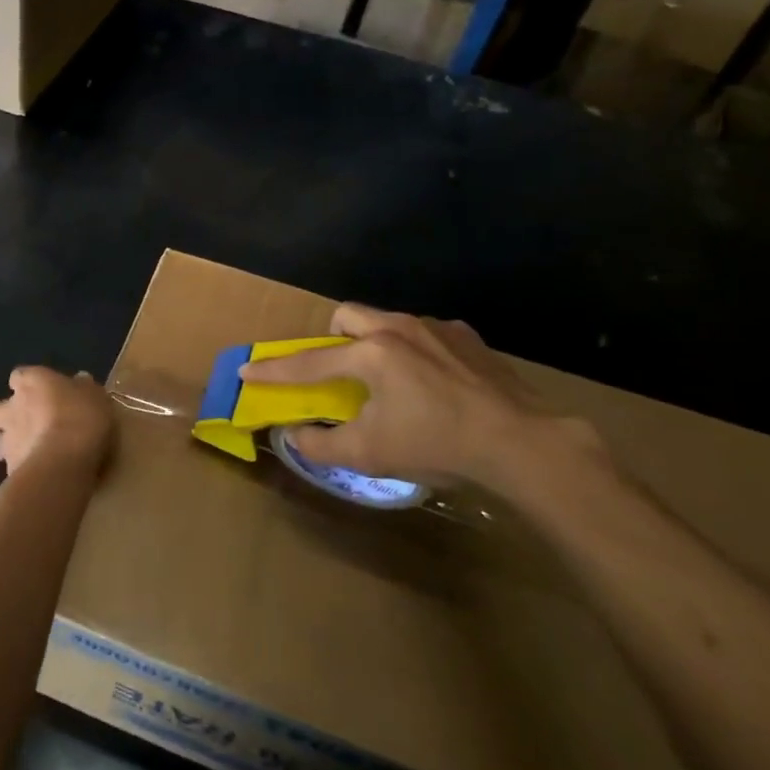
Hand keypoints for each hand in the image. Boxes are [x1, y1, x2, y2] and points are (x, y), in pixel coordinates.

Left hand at [0, 367, 111, 477]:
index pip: (19, 376)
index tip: (38, 390)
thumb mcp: (95, 396)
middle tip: (17, 424)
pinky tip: (36, 475)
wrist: (65, 461)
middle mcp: (13, 408)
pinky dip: (20, 470)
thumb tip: (79, 380)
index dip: (26, 383)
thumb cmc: (82, 417)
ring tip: (24, 452)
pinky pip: (10, 468)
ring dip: (4, 446)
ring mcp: (8, 440)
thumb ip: (84, 388)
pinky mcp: (10, 469)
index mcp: (32, 382)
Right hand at [239, 304, 606, 499]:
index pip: (309, 362)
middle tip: (340, 371)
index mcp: (370, 354)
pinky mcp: (469, 338)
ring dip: (376, 344)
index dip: (274, 370)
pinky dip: (416, 352)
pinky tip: (434, 384)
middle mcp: (398, 329)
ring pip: (388, 321)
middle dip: (333, 339)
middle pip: (348, 315)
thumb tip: (294, 436)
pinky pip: (426, 334)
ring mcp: (437, 329)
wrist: (522, 443)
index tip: (247, 371)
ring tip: (391, 381)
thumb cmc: (437, 445)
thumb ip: (322, 444)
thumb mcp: (370, 454)